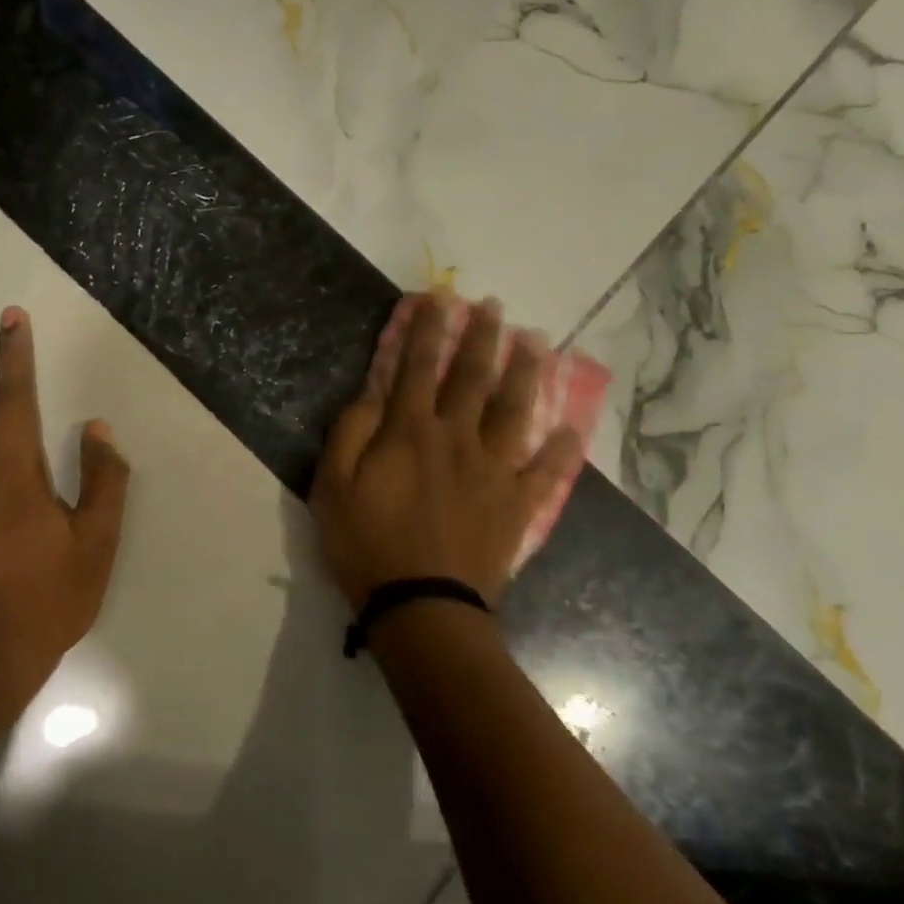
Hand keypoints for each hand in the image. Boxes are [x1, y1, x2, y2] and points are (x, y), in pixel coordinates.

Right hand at [309, 291, 581, 609]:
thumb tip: (371, 393)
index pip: (417, 367)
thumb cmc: (365, 546)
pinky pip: (546, 471)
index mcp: (408, 433)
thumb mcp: (331, 488)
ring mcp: (494, 470)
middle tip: (493, 307)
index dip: (427, 330)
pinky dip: (562, 449)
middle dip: (481, 337)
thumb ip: (349, 433)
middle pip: (473, 378)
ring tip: (534, 343)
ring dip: (525, 373)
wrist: (420, 606)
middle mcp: (457, 439)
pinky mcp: (517, 504)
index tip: (439, 298)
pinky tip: (572, 428)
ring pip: (515, 410)